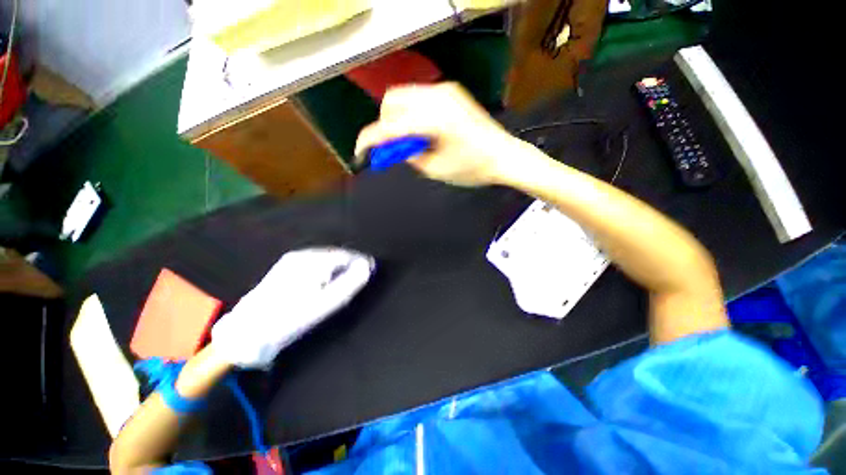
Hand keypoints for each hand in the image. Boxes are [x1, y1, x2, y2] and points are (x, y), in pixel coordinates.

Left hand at [210, 248, 374, 368]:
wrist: (247, 333)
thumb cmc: (291, 318)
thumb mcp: (327, 302)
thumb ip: (351, 282)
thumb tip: (367, 267)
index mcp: (313, 260)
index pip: (347, 255)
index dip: (361, 263)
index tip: (369, 273)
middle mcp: (302, 255)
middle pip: (335, 255)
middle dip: (349, 266)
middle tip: (356, 282)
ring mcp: (290, 261)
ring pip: (324, 260)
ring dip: (336, 270)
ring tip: (341, 286)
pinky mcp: (283, 269)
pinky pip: (312, 265)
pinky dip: (323, 273)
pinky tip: (322, 286)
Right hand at [355, 83, 524, 186]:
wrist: (504, 155)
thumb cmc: (472, 169)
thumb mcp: (436, 170)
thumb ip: (409, 155)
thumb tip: (395, 147)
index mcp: (434, 120)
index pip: (391, 126)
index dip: (371, 139)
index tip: (360, 152)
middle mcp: (437, 97)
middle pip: (393, 100)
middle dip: (386, 124)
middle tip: (395, 147)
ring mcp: (445, 90)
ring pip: (404, 96)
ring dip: (398, 118)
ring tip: (411, 140)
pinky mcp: (451, 92)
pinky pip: (419, 97)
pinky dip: (412, 113)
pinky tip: (423, 130)